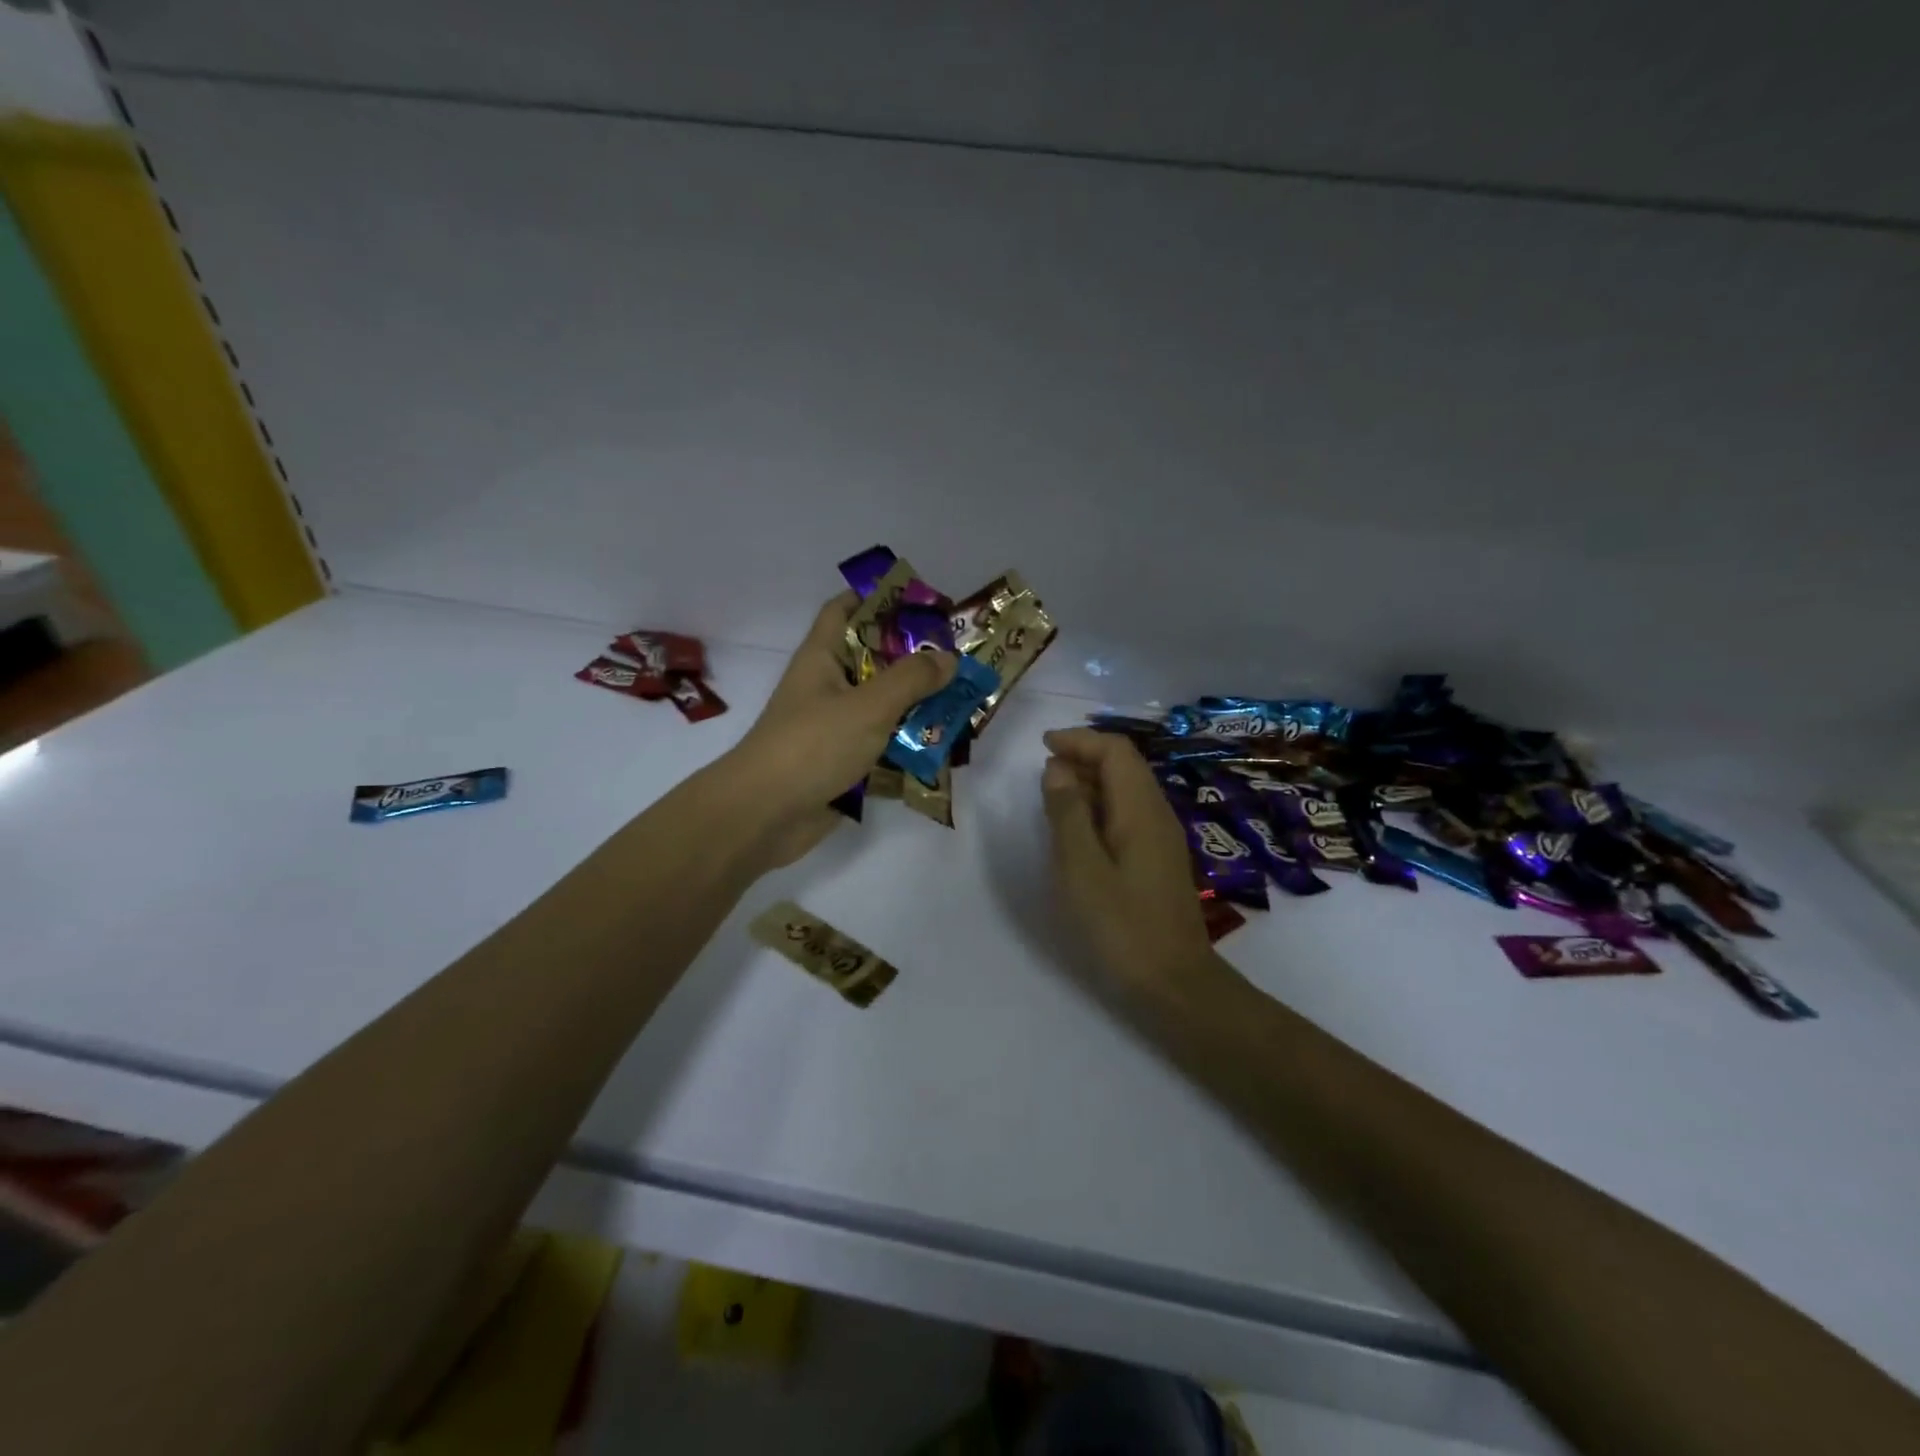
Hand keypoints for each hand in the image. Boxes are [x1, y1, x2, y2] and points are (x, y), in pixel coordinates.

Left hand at [718, 593, 954, 868]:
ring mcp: (834, 727)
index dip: (878, 598)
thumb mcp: (867, 705)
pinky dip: (908, 745)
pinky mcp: (843, 763)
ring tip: (963, 703)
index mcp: (822, 658)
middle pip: (874, 660)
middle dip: (915, 659)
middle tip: (960, 658)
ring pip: (882, 706)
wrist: (764, 816)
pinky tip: (943, 748)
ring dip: (918, 706)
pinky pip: (882, 745)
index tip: (922, 604)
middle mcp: (828, 687)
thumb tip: (948, 658)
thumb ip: (911, 679)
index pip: (845, 610)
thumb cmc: (812, 746)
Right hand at [1041, 728, 1222, 1009]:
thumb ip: (1068, 814)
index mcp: (1141, 810)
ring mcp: (1161, 838)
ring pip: (1126, 791)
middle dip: (1083, 758)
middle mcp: (1156, 815)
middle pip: (1124, 766)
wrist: (1174, 983)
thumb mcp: (1082, 869)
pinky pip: (1127, 815)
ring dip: (1090, 783)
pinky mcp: (1157, 860)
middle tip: (1042, 772)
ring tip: (1052, 796)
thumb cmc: (1122, 926)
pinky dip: (1099, 809)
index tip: (1043, 746)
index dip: (1080, 741)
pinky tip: (1077, 830)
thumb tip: (1058, 768)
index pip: (1116, 751)